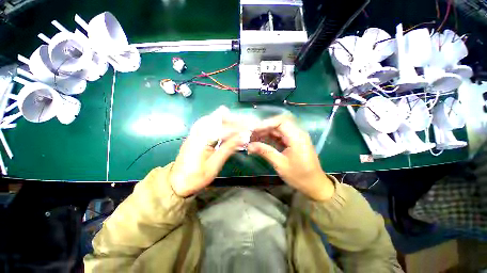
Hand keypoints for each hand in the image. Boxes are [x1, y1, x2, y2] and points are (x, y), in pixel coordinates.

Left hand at [169, 107, 247, 196]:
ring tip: (235, 121)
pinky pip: (205, 123)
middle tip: (243, 123)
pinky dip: (215, 121)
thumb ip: (228, 148)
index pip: (223, 127)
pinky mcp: (193, 136)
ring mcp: (194, 133)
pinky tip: (222, 124)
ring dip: (223, 118)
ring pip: (210, 118)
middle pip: (215, 117)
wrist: (176, 183)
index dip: (237, 127)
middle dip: (231, 118)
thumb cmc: (196, 177)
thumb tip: (242, 137)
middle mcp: (197, 132)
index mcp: (202, 139)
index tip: (248, 129)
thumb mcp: (214, 165)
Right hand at [247, 115, 334, 200]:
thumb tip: (249, 146)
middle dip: (263, 127)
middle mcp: (297, 133)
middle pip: (278, 123)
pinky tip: (261, 141)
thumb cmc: (299, 176)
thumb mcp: (280, 164)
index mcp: (297, 137)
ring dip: (265, 132)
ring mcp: (295, 137)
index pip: (281, 122)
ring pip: (278, 129)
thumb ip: (265, 152)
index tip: (253, 130)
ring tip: (253, 138)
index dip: (266, 123)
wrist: (314, 185)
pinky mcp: (292, 141)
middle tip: (250, 134)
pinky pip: (279, 135)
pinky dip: (269, 137)